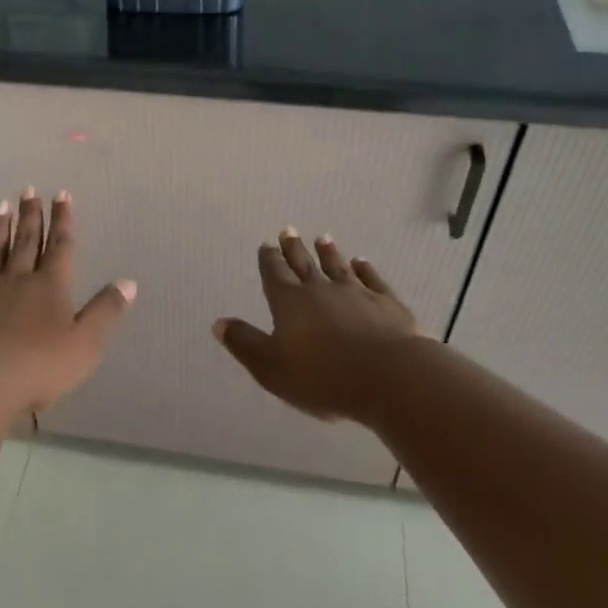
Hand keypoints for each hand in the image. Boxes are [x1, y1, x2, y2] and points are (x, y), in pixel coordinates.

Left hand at [0, 188, 135, 418]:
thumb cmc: (35, 368)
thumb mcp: (84, 346)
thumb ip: (105, 312)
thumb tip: (129, 282)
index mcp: (50, 287)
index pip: (60, 247)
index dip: (63, 221)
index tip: (62, 194)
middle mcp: (17, 278)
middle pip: (26, 241)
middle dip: (31, 215)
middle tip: (30, 190)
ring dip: (0, 226)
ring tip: (2, 204)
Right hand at [214, 230, 421, 421]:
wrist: (388, 377)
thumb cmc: (322, 376)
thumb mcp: (270, 366)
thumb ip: (244, 343)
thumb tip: (218, 323)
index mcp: (289, 302)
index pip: (275, 274)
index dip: (269, 260)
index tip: (266, 244)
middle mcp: (321, 290)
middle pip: (304, 264)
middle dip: (294, 248)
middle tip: (288, 230)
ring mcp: (357, 294)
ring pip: (338, 267)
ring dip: (329, 253)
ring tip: (323, 238)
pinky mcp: (387, 304)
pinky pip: (373, 280)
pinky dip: (366, 269)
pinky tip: (362, 262)